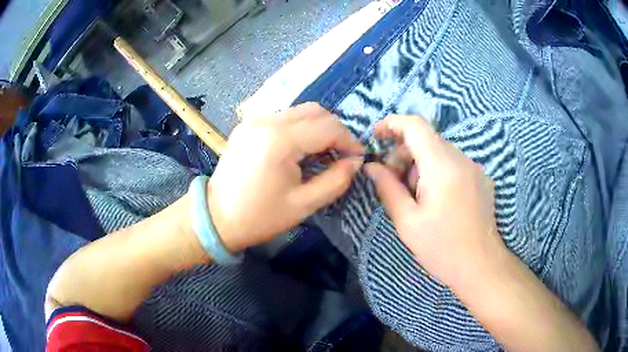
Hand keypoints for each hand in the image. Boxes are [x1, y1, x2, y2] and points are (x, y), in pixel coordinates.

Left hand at [207, 103, 363, 252]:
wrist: (216, 217)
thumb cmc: (260, 216)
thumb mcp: (304, 205)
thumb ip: (336, 180)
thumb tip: (356, 162)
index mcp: (280, 141)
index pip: (328, 127)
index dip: (349, 141)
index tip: (358, 157)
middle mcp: (267, 120)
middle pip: (316, 111)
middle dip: (335, 130)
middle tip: (342, 154)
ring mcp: (255, 119)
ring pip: (300, 111)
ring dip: (318, 127)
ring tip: (323, 152)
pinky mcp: (248, 124)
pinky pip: (283, 117)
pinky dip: (299, 127)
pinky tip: (299, 148)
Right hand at [364, 115, 504, 288]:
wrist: (480, 266)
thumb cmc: (441, 248)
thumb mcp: (407, 221)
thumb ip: (388, 187)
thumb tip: (372, 166)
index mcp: (442, 166)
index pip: (415, 125)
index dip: (393, 123)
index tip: (376, 136)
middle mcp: (461, 159)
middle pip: (426, 139)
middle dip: (403, 152)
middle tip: (391, 179)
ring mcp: (474, 168)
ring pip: (439, 151)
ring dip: (419, 164)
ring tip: (413, 195)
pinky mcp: (480, 178)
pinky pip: (453, 163)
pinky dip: (436, 170)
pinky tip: (434, 199)